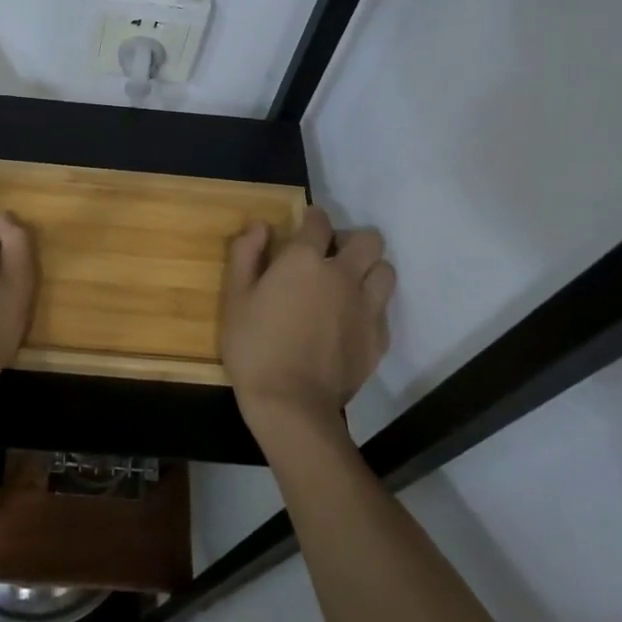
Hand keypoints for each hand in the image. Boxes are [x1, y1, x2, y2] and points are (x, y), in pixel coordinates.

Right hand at [220, 206, 395, 443]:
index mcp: (305, 260)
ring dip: (369, 270)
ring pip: (386, 271)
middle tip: (331, 255)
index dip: (312, 218)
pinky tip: (352, 319)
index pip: (319, 222)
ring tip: (348, 284)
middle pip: (368, 240)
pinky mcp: (378, 338)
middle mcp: (343, 275)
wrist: (291, 404)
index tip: (304, 224)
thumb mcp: (235, 297)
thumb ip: (246, 254)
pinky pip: (384, 309)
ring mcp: (366, 308)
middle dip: (351, 240)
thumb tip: (260, 226)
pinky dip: (371, 306)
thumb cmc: (255, 346)